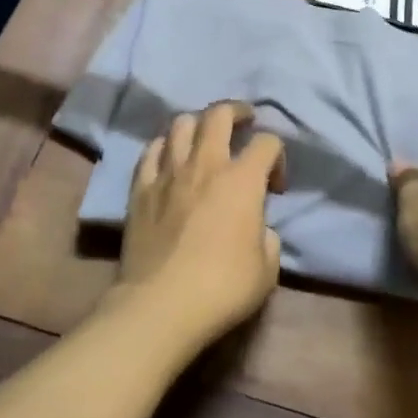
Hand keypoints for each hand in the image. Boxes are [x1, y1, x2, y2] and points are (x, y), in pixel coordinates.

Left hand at [116, 101, 286, 346]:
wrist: (161, 305)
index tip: (276, 186)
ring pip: (181, 123)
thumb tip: (257, 228)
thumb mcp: (267, 268)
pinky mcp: (139, 189)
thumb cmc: (222, 288)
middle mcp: (206, 164)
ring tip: (204, 139)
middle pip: (219, 114)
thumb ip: (267, 237)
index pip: (268, 142)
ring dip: (198, 124)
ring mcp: (168, 173)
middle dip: (237, 111)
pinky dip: (165, 147)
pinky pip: (151, 151)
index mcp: (242, 180)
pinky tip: (169, 158)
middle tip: (245, 121)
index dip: (278, 157)